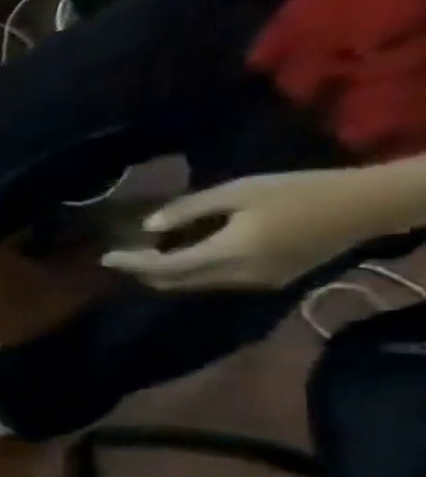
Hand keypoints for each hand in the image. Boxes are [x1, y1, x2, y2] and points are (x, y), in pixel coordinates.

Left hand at [100, 170, 382, 290]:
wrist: (371, 206)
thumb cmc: (300, 191)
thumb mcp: (238, 192)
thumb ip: (189, 210)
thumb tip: (148, 226)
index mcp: (227, 254)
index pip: (165, 268)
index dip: (132, 264)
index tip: (105, 257)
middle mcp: (237, 276)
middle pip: (175, 283)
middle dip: (143, 273)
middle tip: (120, 257)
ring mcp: (256, 282)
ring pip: (195, 284)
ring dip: (166, 274)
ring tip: (144, 255)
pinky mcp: (271, 280)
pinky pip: (217, 281)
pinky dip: (192, 271)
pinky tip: (182, 255)